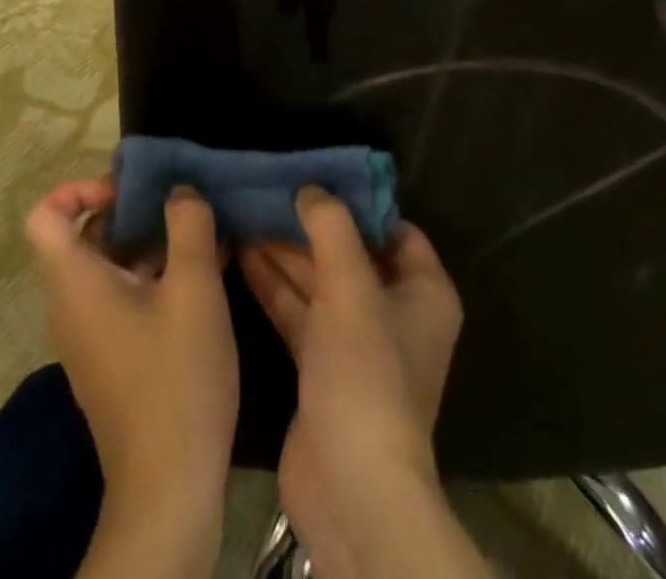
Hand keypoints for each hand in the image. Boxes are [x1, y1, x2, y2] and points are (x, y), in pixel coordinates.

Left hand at [25, 179, 236, 575]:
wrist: (169, 489)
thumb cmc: (176, 377)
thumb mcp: (194, 288)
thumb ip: (189, 225)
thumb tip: (180, 190)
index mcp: (74, 283)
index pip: (45, 215)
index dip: (79, 188)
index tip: (129, 191)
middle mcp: (70, 305)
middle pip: (82, 236)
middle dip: (130, 211)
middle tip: (178, 206)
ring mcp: (89, 336)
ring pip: (107, 266)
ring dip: (149, 244)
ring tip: (200, 236)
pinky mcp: (111, 358)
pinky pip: (120, 297)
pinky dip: (152, 276)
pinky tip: (202, 277)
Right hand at [241, 190, 483, 578]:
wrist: (350, 488)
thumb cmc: (366, 374)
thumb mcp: (351, 287)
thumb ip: (331, 228)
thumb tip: (310, 188)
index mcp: (424, 292)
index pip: (394, 229)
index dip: (357, 202)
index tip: (315, 175)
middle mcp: (395, 313)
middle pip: (350, 253)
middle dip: (309, 224)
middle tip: (267, 189)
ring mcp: (357, 344)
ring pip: (319, 282)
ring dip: (285, 252)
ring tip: (245, 211)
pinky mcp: (322, 368)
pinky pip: (299, 312)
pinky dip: (275, 285)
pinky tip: (241, 253)